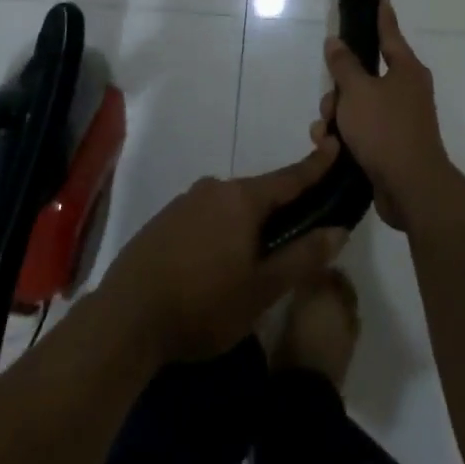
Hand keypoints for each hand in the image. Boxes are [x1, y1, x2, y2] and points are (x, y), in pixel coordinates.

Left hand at [98, 146, 348, 363]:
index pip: (289, 177)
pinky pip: (205, 217)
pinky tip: (216, 265)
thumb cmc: (203, 304)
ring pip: (230, 207)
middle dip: (279, 209)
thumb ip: (302, 257)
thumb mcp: (262, 290)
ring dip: (247, 225)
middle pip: (259, 193)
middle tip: (296, 237)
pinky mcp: (164, 220)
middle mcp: (214, 188)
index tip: (334, 145)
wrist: (126, 318)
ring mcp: (185, 202)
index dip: (315, 165)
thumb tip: (338, 229)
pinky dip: (220, 232)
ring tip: (253, 262)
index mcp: (242, 199)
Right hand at [313, 0, 454, 229]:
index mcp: (406, 70)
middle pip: (364, 76)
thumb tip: (336, 41)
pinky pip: (361, 130)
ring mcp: (400, 120)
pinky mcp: (390, 146)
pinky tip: (329, 148)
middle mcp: (407, 91)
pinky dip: (344, 135)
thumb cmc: (386, 130)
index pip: (390, 35)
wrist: (410, 188)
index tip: (381, 0)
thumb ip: (344, 65)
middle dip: (340, 89)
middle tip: (330, 102)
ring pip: (358, 105)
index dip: (382, 17)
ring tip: (326, 132)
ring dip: (337, 115)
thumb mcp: (357, 91)